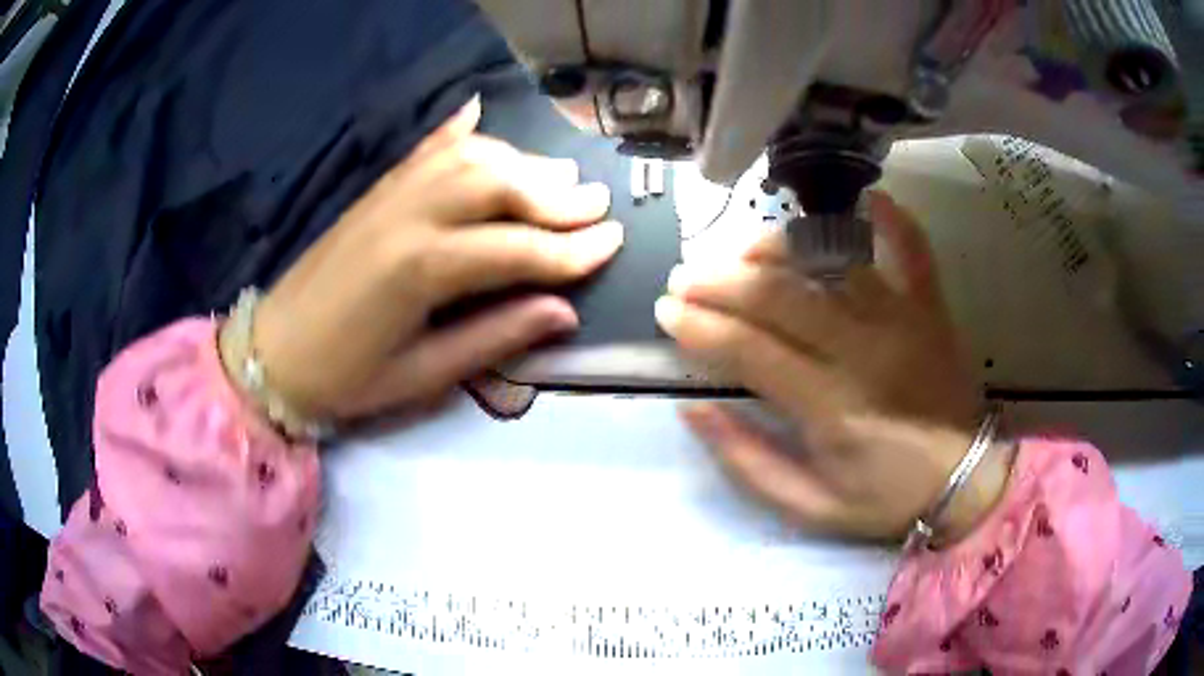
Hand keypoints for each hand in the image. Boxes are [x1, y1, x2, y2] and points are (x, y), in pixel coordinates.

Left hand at [243, 98, 622, 419]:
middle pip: (497, 184)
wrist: (272, 353)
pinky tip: (480, 116)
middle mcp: (410, 215)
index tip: (614, 243)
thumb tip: (564, 311)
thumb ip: (495, 338)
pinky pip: (424, 150)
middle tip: (598, 203)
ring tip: (559, 175)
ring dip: (520, 163)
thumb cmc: (346, 378)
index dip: (570, 249)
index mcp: (421, 269)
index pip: (516, 248)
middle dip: (555, 195)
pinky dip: (458, 132)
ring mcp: (389, 196)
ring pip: (468, 159)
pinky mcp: (374, 192)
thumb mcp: (423, 376)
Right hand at [656, 193, 1007, 541]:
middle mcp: (866, 348)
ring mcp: (904, 318)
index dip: (699, 326)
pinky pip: (913, 249)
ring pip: (834, 258)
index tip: (667, 314)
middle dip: (720, 281)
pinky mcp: (931, 307)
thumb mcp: (809, 507)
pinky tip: (868, 199)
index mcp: (832, 406)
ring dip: (781, 245)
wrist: (967, 483)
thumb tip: (693, 407)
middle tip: (685, 278)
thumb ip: (747, 461)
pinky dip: (891, 219)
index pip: (750, 349)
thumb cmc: (886, 499)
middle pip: (781, 294)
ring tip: (743, 250)